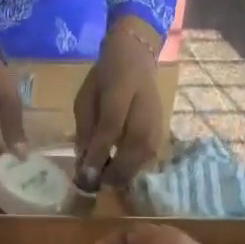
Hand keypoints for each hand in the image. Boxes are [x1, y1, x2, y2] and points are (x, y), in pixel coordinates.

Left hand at [75, 21, 164, 190]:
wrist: (136, 59)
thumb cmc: (104, 78)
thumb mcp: (85, 97)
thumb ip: (85, 128)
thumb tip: (83, 161)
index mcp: (120, 91)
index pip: (110, 128)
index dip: (97, 154)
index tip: (84, 175)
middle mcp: (144, 108)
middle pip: (132, 148)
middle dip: (112, 172)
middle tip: (93, 185)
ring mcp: (157, 122)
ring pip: (143, 158)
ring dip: (122, 174)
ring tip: (103, 180)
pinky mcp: (162, 132)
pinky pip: (148, 158)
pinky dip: (132, 169)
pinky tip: (117, 172)